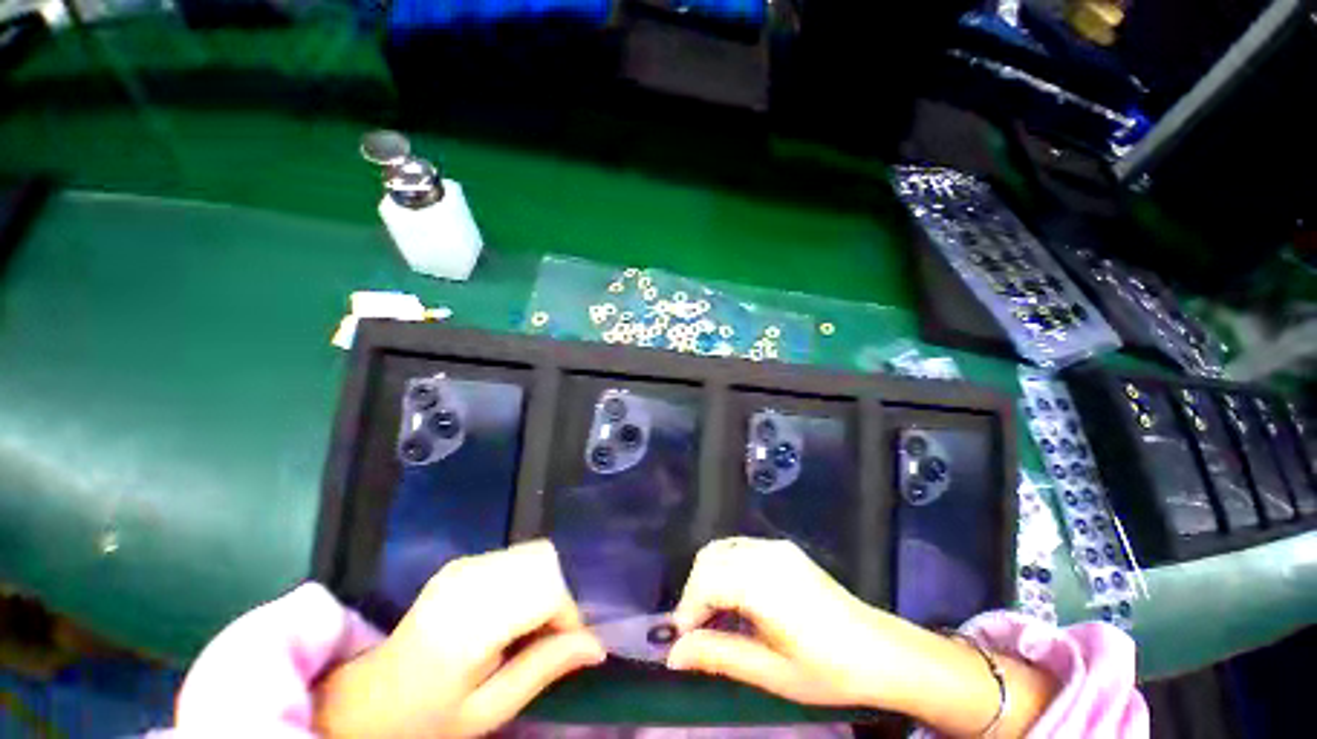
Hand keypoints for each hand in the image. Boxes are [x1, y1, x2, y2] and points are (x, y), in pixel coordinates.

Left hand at [312, 540, 605, 737]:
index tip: (565, 650)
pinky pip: (518, 557)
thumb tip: (597, 646)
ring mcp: (464, 564)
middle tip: (544, 641)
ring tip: (526, 629)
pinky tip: (509, 614)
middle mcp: (469, 578)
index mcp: (470, 621)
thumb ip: (542, 670)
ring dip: (544, 588)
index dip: (567, 618)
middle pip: (545, 563)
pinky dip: (529, 581)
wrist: (369, 699)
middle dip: (557, 599)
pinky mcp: (463, 562)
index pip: (547, 591)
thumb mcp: (488, 712)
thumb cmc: (427, 718)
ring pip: (535, 555)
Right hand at [667, 537, 936, 708]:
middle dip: (695, 591)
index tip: (684, 640)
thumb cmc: (828, 670)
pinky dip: (726, 568)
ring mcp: (776, 548)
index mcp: (765, 585)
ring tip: (716, 615)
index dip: (688, 608)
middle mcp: (767, 555)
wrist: (880, 651)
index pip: (707, 581)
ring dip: (708, 578)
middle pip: (709, 558)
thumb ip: (719, 655)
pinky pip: (740, 548)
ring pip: (723, 549)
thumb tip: (673, 654)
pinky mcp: (783, 549)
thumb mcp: (771, 673)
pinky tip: (737, 598)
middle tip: (698, 631)